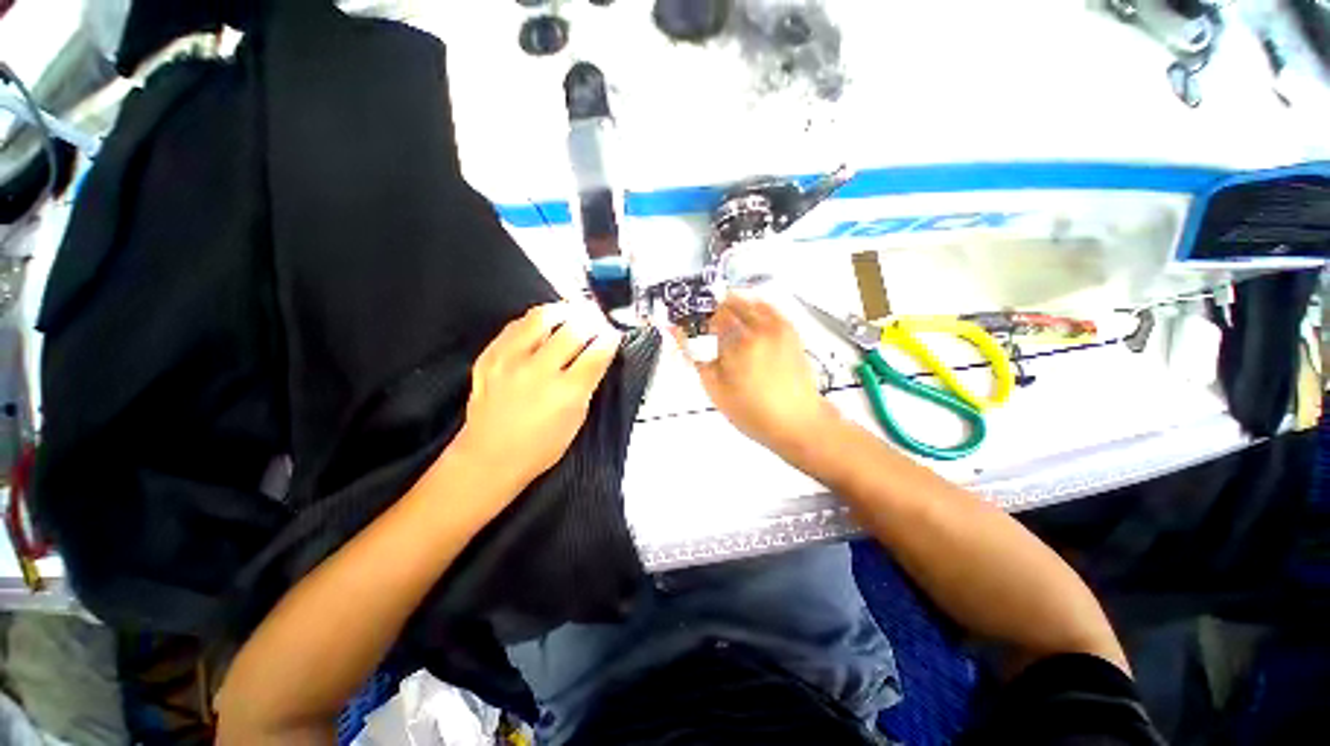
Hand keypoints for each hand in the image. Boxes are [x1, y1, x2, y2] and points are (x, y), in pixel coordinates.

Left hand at [456, 302, 621, 488]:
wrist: (489, 457)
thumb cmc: (539, 447)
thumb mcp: (576, 419)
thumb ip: (588, 384)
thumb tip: (597, 355)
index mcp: (566, 393)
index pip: (597, 352)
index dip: (610, 339)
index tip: (613, 334)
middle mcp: (538, 372)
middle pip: (574, 329)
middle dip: (593, 320)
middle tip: (597, 320)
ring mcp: (510, 361)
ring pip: (543, 317)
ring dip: (564, 310)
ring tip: (573, 312)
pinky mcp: (490, 357)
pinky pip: (516, 325)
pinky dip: (535, 320)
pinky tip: (545, 323)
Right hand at [675, 294, 840, 456]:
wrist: (797, 421)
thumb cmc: (755, 412)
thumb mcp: (715, 389)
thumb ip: (695, 357)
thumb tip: (677, 333)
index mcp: (737, 343)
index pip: (706, 315)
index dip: (693, 319)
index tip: (686, 327)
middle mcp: (758, 328)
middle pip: (725, 303)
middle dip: (710, 313)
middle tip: (705, 330)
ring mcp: (776, 326)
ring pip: (745, 301)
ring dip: (730, 308)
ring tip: (724, 329)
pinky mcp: (789, 329)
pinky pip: (766, 306)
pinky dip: (752, 307)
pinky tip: (746, 322)